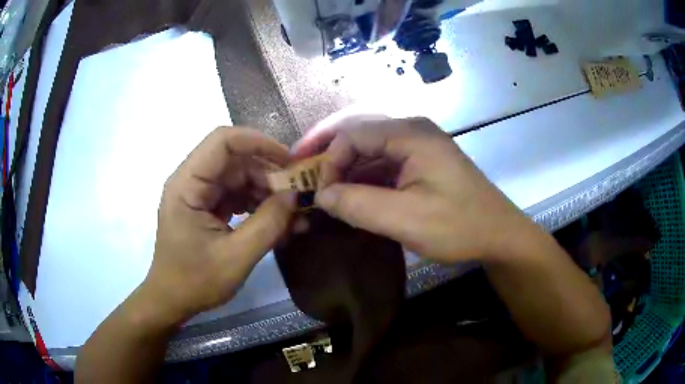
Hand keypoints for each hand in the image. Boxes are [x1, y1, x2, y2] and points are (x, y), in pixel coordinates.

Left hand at [142, 127, 296, 323]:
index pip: (223, 142)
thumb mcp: (236, 257)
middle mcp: (192, 181)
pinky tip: (281, 224)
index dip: (259, 142)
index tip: (290, 161)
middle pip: (237, 161)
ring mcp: (200, 195)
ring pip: (241, 178)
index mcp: (187, 185)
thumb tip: (295, 195)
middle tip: (299, 197)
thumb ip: (268, 224)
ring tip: (295, 216)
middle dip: (270, 175)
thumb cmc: (195, 281)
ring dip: (269, 194)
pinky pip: (238, 196)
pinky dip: (260, 207)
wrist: (172, 301)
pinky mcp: (208, 208)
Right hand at [294, 117, 536, 263]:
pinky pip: (383, 163)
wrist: (499, 235)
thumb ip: (358, 204)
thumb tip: (322, 195)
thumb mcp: (406, 219)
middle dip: (328, 152)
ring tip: (323, 188)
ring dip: (345, 167)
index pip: (353, 133)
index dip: (328, 159)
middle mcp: (413, 131)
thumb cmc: (459, 226)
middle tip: (302, 171)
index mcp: (411, 133)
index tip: (318, 192)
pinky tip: (352, 194)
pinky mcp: (422, 163)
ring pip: (370, 149)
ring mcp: (419, 146)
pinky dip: (363, 177)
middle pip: (359, 133)